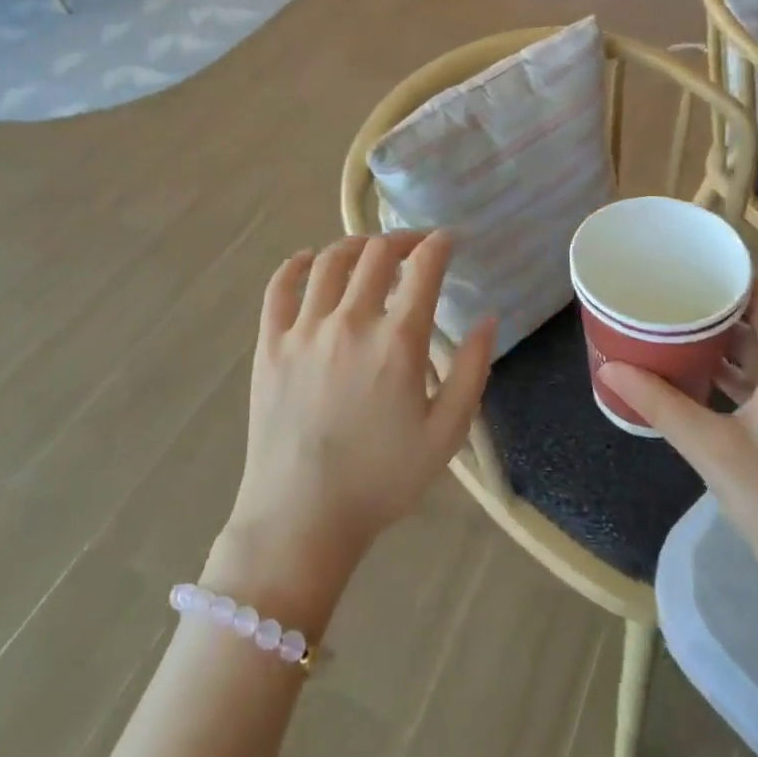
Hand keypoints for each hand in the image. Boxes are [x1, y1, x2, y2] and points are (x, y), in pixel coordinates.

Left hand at [215, 232, 495, 616]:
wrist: (302, 517)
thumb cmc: (381, 480)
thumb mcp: (446, 434)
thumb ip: (472, 371)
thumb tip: (488, 318)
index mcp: (398, 341)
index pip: (424, 267)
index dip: (441, 243)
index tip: (450, 239)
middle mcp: (351, 320)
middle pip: (377, 253)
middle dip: (402, 239)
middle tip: (415, 246)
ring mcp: (304, 328)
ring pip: (329, 260)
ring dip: (355, 245)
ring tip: (369, 250)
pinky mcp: (270, 343)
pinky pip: (279, 287)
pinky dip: (296, 264)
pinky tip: (308, 261)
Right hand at [598, 278, 757, 631]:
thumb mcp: (714, 450)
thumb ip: (661, 405)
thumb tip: (610, 367)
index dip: (733, 271)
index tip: (688, 259)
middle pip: (757, 319)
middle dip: (713, 302)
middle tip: (664, 290)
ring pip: (752, 353)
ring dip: (714, 339)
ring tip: (666, 324)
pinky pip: (750, 382)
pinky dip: (719, 372)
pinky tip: (684, 376)